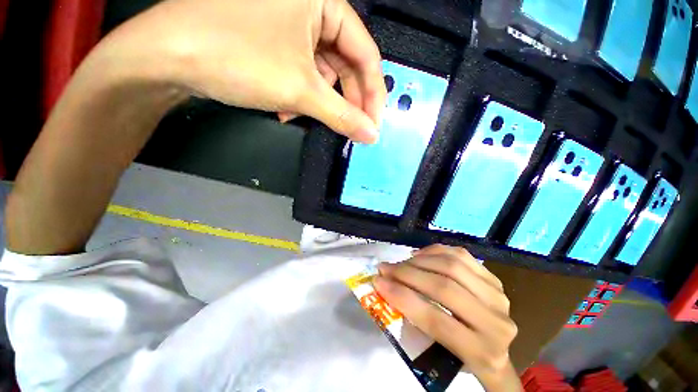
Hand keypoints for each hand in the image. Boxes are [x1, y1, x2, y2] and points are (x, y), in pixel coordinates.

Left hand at [102, 0, 384, 142]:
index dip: (372, 94)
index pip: (366, 54)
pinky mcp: (276, 41)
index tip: (373, 125)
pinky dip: (300, 95)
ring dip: (318, 101)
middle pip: (345, 64)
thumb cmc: (237, 58)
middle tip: (349, 130)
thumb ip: (343, 116)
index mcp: (323, 1)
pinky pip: (303, 73)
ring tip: (300, 116)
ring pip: (323, 73)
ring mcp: (291, 24)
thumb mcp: (300, 90)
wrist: (166, 55)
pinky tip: (284, 108)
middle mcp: (311, 7)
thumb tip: (371, 135)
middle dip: (345, 102)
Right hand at [374, 245, 520, 390]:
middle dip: (406, 274)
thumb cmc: (461, 357)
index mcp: (481, 353)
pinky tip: (419, 255)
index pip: (435, 320)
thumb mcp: (439, 353)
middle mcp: (496, 323)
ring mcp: (498, 295)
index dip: (402, 298)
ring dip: (419, 260)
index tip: (378, 283)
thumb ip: (414, 323)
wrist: (494, 347)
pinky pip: (460, 254)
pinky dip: (435, 251)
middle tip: (385, 268)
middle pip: (443, 287)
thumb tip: (387, 287)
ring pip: (452, 265)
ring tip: (400, 262)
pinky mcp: (494, 278)